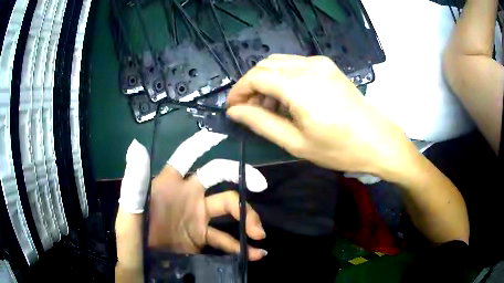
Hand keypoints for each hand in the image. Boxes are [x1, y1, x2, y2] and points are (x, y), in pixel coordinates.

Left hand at [115, 131, 267, 282]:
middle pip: (217, 177)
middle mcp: (185, 196)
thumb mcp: (130, 214)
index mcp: (167, 185)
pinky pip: (226, 238)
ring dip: (247, 217)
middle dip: (240, 177)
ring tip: (258, 235)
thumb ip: (134, 184)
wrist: (143, 270)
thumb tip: (136, 147)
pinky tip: (255, 254)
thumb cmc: (132, 241)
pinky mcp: (202, 238)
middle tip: (261, 185)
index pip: (186, 157)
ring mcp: (196, 218)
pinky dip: (242, 246)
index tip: (223, 135)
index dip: (202, 144)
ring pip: (228, 207)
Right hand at [226, 54, 417, 178]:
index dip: (239, 91)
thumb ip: (261, 123)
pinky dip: (282, 78)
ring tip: (268, 107)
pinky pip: (294, 65)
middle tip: (248, 109)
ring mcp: (319, 63)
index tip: (232, 108)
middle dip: (250, 85)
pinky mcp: (327, 65)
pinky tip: (287, 98)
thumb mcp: (295, 143)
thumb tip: (234, 111)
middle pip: (265, 66)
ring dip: (266, 81)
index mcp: (299, 86)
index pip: (255, 77)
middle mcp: (308, 66)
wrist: (377, 140)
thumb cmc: (338, 148)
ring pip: (278, 63)